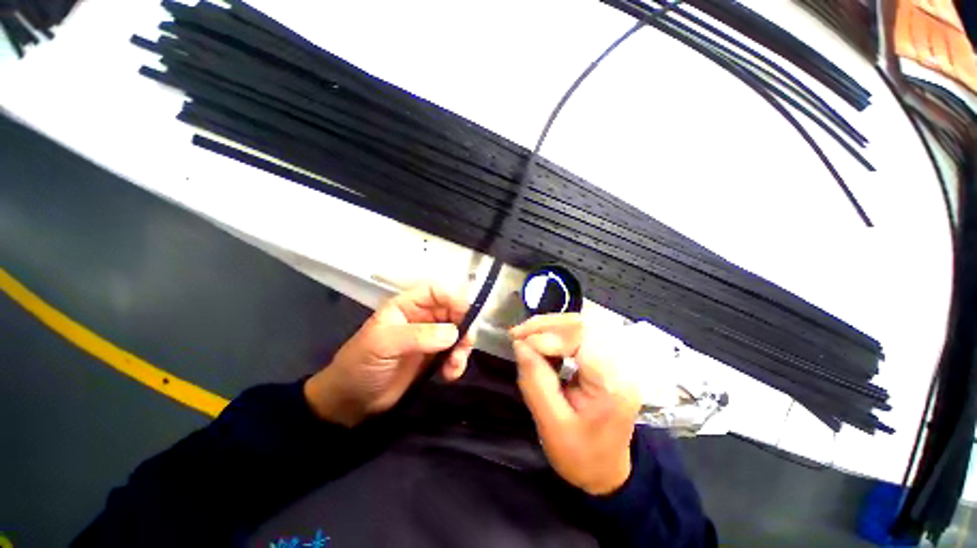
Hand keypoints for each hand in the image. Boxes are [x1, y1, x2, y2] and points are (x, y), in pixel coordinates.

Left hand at [304, 285, 473, 426]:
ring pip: (458, 332)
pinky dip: (458, 362)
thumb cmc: (360, 365)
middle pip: (454, 311)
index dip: (455, 299)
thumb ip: (417, 335)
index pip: (437, 292)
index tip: (467, 316)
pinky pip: (455, 353)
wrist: (351, 402)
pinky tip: (450, 374)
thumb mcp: (383, 345)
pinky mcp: (434, 357)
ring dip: (463, 347)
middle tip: (465, 346)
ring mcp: (429, 337)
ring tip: (455, 365)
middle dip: (463, 327)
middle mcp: (422, 317)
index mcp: (407, 305)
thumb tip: (453, 333)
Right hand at [510, 314, 640, 495]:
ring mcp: (617, 359)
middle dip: (547, 325)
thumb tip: (520, 344)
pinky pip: (580, 334)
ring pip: (581, 325)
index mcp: (613, 384)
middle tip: (518, 334)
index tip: (520, 344)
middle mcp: (621, 364)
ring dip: (550, 326)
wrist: (606, 470)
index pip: (583, 339)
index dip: (549, 337)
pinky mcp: (607, 357)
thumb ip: (535, 382)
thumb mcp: (552, 426)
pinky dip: (556, 333)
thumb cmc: (581, 455)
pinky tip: (541, 341)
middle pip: (584, 325)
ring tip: (525, 335)